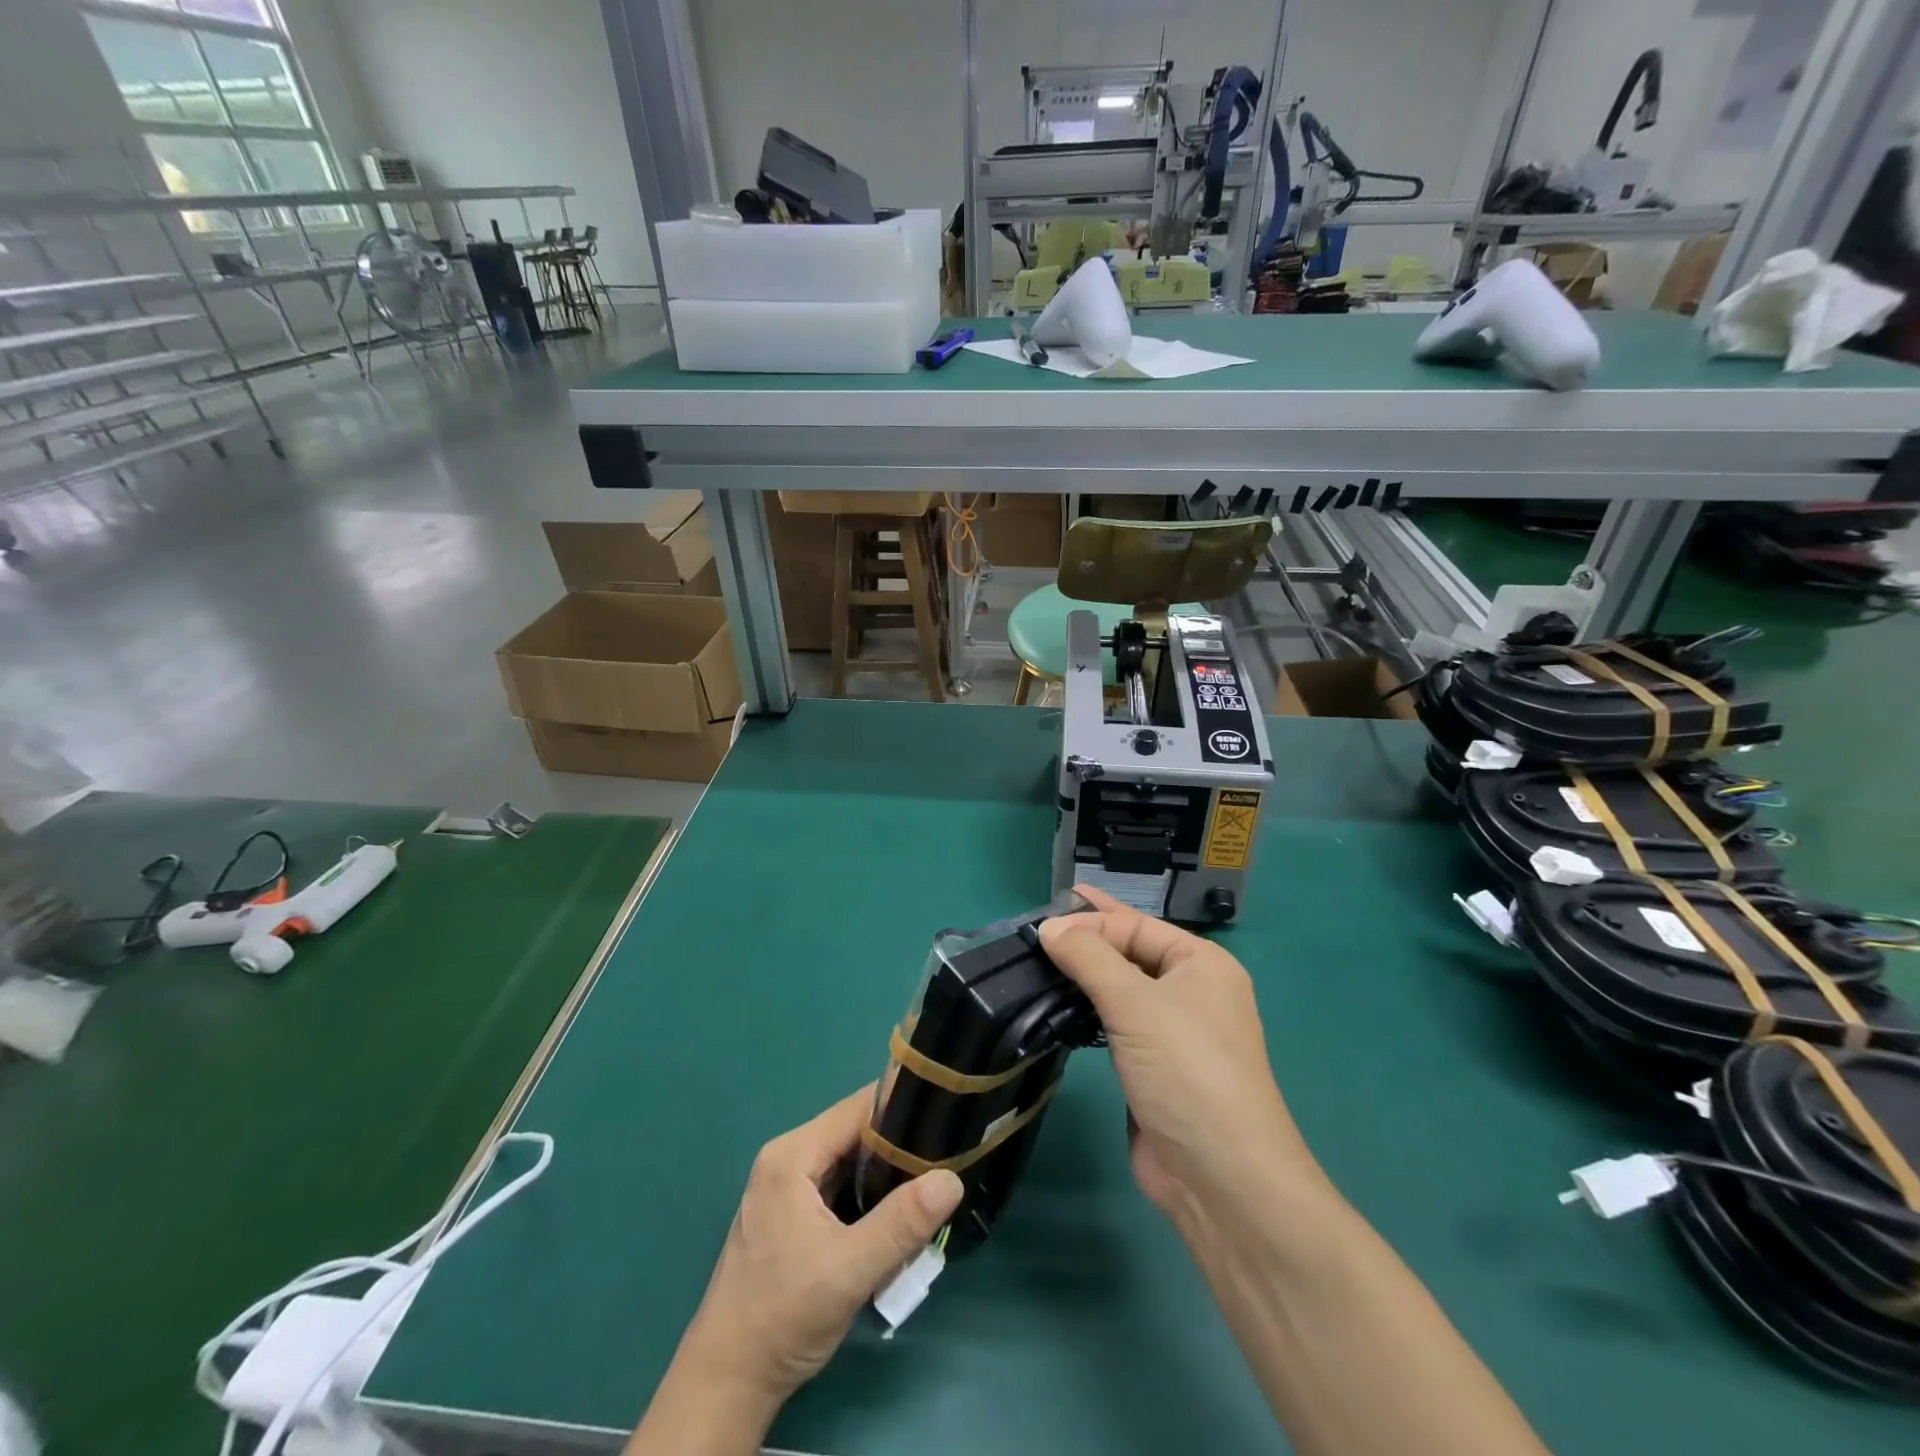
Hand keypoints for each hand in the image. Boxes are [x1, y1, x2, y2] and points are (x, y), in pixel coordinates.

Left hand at [676, 1085, 963, 1402]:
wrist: (727, 1382)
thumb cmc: (784, 1316)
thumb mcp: (850, 1269)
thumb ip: (902, 1222)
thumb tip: (952, 1179)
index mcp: (793, 1154)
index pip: (858, 1109)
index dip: (903, 1108)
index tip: (945, 1118)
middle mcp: (788, 1158)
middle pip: (855, 1133)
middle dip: (899, 1146)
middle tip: (944, 1160)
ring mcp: (787, 1187)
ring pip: (849, 1162)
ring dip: (886, 1175)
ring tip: (930, 1186)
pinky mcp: (792, 1214)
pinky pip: (839, 1187)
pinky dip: (868, 1197)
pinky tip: (897, 1216)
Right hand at [1038, 887, 1325, 1225]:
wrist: (1222, 1181)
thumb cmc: (1187, 1072)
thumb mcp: (1137, 1004)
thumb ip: (1090, 958)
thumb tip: (1049, 927)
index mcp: (1202, 964)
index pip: (1137, 926)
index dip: (1090, 920)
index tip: (1040, 921)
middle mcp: (1191, 992)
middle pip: (1130, 953)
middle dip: (1087, 940)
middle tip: (1035, 930)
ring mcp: (1173, 1033)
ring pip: (1120, 990)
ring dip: (1083, 977)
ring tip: (1037, 963)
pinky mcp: (1152, 1069)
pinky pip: (1114, 1025)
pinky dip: (1086, 1012)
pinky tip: (1056, 1007)